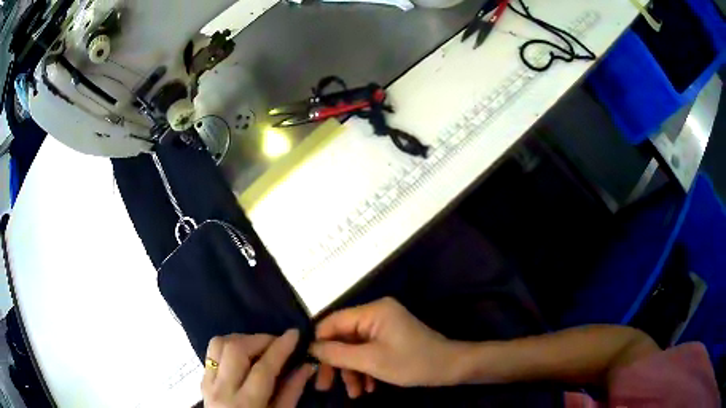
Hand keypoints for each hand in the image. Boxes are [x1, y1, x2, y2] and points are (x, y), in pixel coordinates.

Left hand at [202, 330, 314, 407]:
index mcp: (246, 404)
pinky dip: (228, 346)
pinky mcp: (202, 379)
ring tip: (258, 347)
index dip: (280, 348)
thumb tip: (306, 365)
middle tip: (277, 342)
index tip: (294, 334)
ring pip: (219, 344)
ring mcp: (208, 383)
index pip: (263, 369)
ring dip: (241, 339)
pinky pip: (212, 352)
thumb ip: (292, 391)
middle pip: (235, 349)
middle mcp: (222, 390)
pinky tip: (242, 355)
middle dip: (259, 339)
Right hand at [310, 297, 459, 396]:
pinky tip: (368, 388)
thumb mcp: (371, 361)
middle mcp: (376, 314)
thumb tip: (310, 347)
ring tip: (355, 394)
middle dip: (337, 364)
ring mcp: (384, 327)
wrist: (450, 368)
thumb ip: (338, 354)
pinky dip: (365, 369)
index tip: (310, 365)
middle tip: (325, 387)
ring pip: (355, 348)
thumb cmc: (412, 362)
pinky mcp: (390, 339)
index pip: (333, 321)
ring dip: (352, 371)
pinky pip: (369, 352)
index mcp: (372, 311)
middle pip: (343, 338)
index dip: (319, 342)